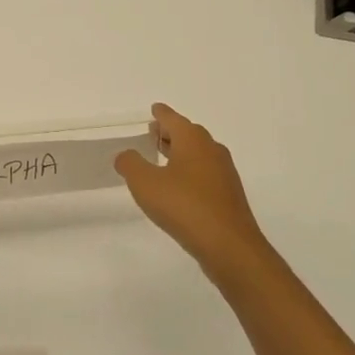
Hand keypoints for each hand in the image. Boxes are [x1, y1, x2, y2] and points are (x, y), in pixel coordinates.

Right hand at [116, 103, 273, 284]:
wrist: (229, 245)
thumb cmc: (184, 206)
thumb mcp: (145, 183)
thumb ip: (131, 164)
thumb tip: (125, 155)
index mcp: (193, 140)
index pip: (173, 119)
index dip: (161, 114)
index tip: (154, 109)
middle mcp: (212, 150)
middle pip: (189, 134)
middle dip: (171, 132)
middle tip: (153, 133)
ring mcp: (224, 173)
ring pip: (199, 154)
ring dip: (181, 153)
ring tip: (162, 158)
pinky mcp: (228, 196)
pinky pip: (205, 174)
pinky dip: (190, 172)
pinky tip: (179, 188)